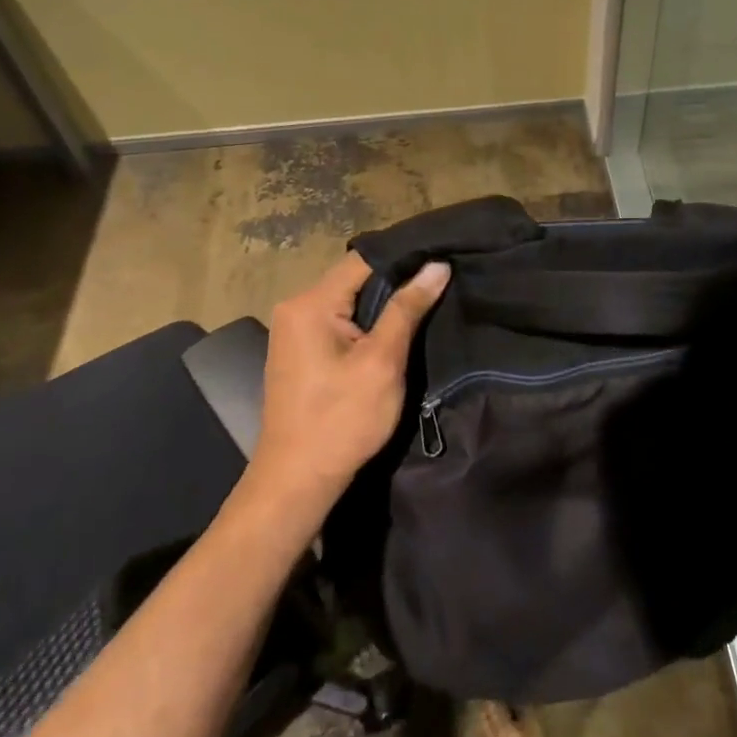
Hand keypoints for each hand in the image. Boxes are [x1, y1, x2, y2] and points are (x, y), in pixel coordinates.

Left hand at [249, 253, 450, 511]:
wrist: (297, 482)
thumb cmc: (341, 420)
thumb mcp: (382, 362)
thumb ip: (407, 309)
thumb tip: (437, 265)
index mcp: (310, 303)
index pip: (364, 259)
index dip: (405, 256)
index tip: (443, 254)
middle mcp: (295, 307)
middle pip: (355, 277)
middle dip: (397, 279)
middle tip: (442, 278)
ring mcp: (294, 329)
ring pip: (349, 299)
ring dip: (384, 301)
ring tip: (427, 297)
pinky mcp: (300, 350)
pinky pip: (339, 319)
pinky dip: (367, 320)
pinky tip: (396, 326)